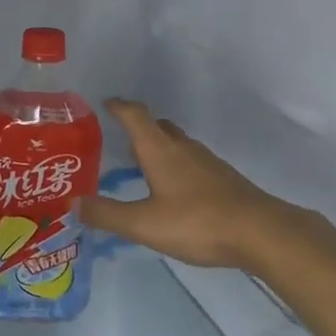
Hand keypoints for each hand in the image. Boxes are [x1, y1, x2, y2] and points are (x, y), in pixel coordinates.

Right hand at [80, 99, 308, 270]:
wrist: (260, 232)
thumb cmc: (197, 222)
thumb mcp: (144, 223)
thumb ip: (108, 214)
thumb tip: (75, 203)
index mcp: (160, 150)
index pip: (135, 116)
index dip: (119, 107)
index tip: (104, 104)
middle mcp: (183, 148)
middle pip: (158, 126)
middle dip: (138, 128)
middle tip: (119, 140)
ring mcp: (207, 162)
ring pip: (177, 145)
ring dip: (158, 148)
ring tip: (141, 166)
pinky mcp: (223, 179)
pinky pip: (192, 162)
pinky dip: (176, 166)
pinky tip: (173, 191)